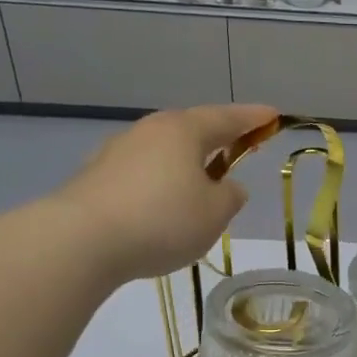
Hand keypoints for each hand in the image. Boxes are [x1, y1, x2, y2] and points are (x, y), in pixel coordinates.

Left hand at [56, 105, 276, 280]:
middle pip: (191, 130)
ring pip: (164, 152)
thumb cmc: (163, 220)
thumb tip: (227, 187)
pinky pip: (143, 174)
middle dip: (217, 139)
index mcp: (184, 130)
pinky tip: (164, 207)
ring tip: (201, 186)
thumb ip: (230, 197)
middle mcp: (149, 131)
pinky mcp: (96, 178)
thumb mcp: (215, 214)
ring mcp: (118, 152)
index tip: (274, 115)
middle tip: (238, 148)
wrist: (82, 240)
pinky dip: (161, 184)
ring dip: (186, 165)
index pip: (227, 118)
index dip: (254, 118)